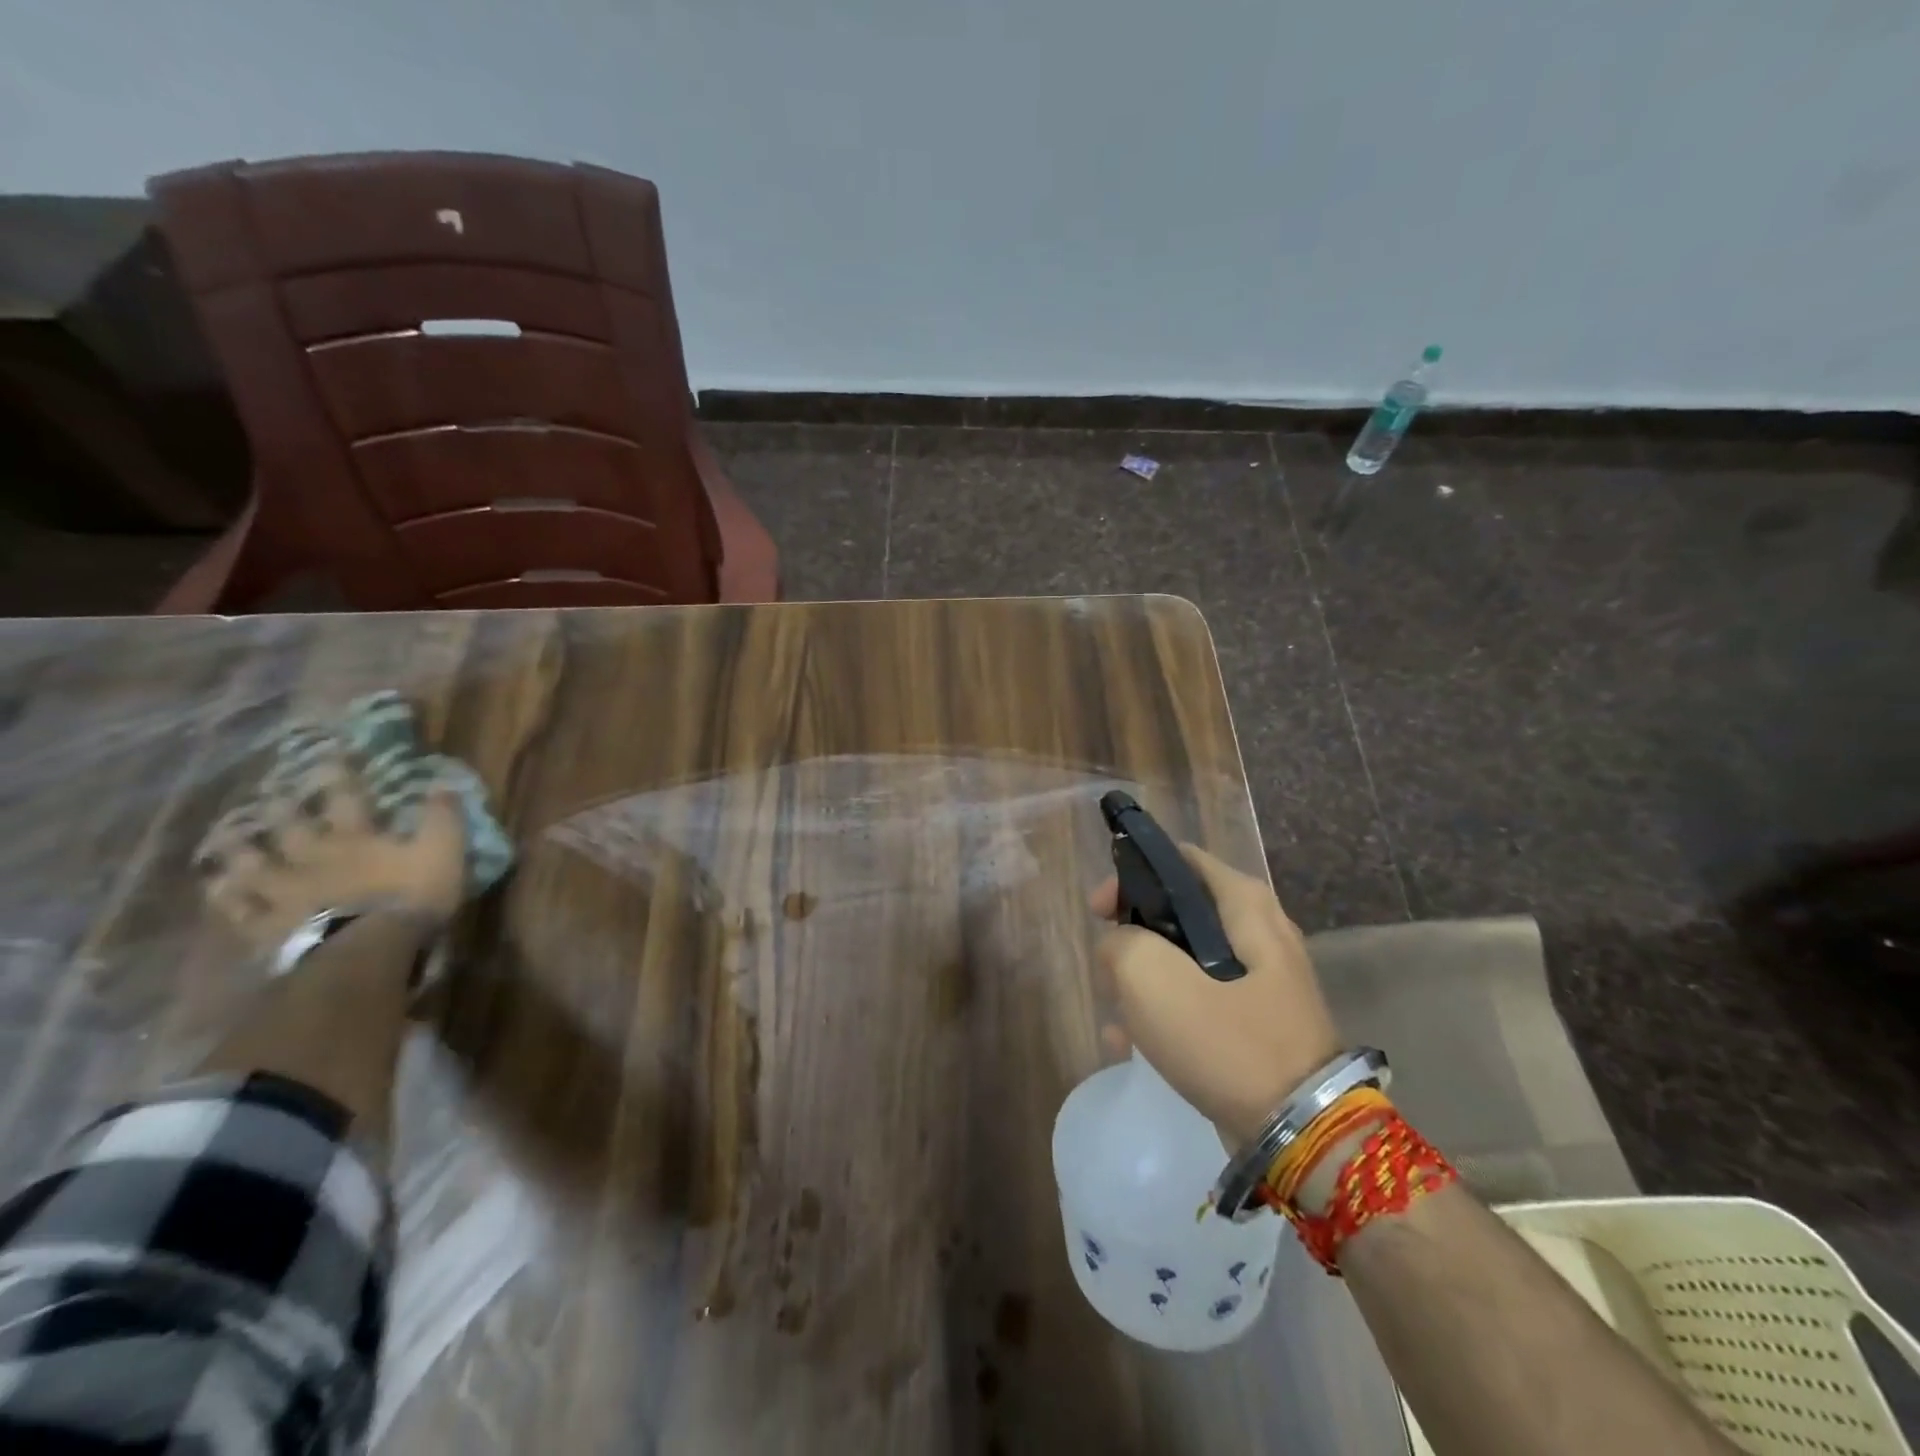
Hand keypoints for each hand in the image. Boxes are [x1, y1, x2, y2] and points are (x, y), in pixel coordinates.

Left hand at [194, 745, 468, 950]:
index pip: (344, 796)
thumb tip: (442, 782)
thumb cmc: (410, 897)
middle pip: (289, 825)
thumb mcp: (443, 852)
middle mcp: (312, 855)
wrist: (364, 950)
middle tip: (266, 792)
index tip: (327, 752)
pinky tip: (216, 888)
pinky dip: (226, 896)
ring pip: (252, 863)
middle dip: (280, 807)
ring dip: (239, 848)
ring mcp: (284, 891)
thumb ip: (442, 818)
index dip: (337, 774)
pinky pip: (239, 908)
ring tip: (225, 836)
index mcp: (355, 837)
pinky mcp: (266, 925)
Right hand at [1092, 844, 1341, 1147]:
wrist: (1301, 1136)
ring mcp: (1262, 980)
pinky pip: (1199, 1000)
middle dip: (1133, 936)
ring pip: (1184, 959)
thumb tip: (1119, 946)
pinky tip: (1131, 1044)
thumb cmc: (1227, 1042)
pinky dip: (1165, 1013)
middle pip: (1178, 910)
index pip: (1178, 860)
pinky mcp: (1256, 1021)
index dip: (1130, 877)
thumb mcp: (1154, 980)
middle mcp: (1260, 932)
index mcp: (1245, 905)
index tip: (1099, 912)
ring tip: (1116, 1015)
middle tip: (1107, 966)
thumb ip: (1122, 944)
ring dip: (1143, 981)